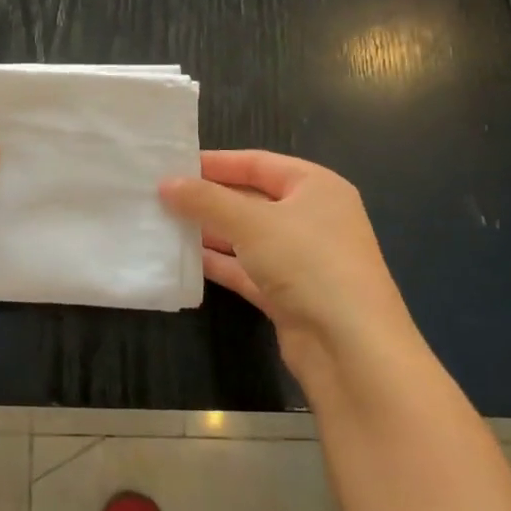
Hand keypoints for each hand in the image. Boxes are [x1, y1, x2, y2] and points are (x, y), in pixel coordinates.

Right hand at [160, 151, 419, 392]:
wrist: (350, 348)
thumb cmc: (307, 263)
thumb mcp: (251, 222)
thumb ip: (206, 200)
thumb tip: (166, 183)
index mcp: (316, 187)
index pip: (258, 163)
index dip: (215, 163)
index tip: (172, 165)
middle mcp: (311, 218)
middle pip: (251, 199)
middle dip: (207, 199)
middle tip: (160, 196)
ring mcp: (301, 259)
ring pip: (246, 237)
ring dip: (209, 232)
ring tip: (163, 225)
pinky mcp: (288, 293)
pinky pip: (246, 269)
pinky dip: (219, 263)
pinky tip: (184, 259)